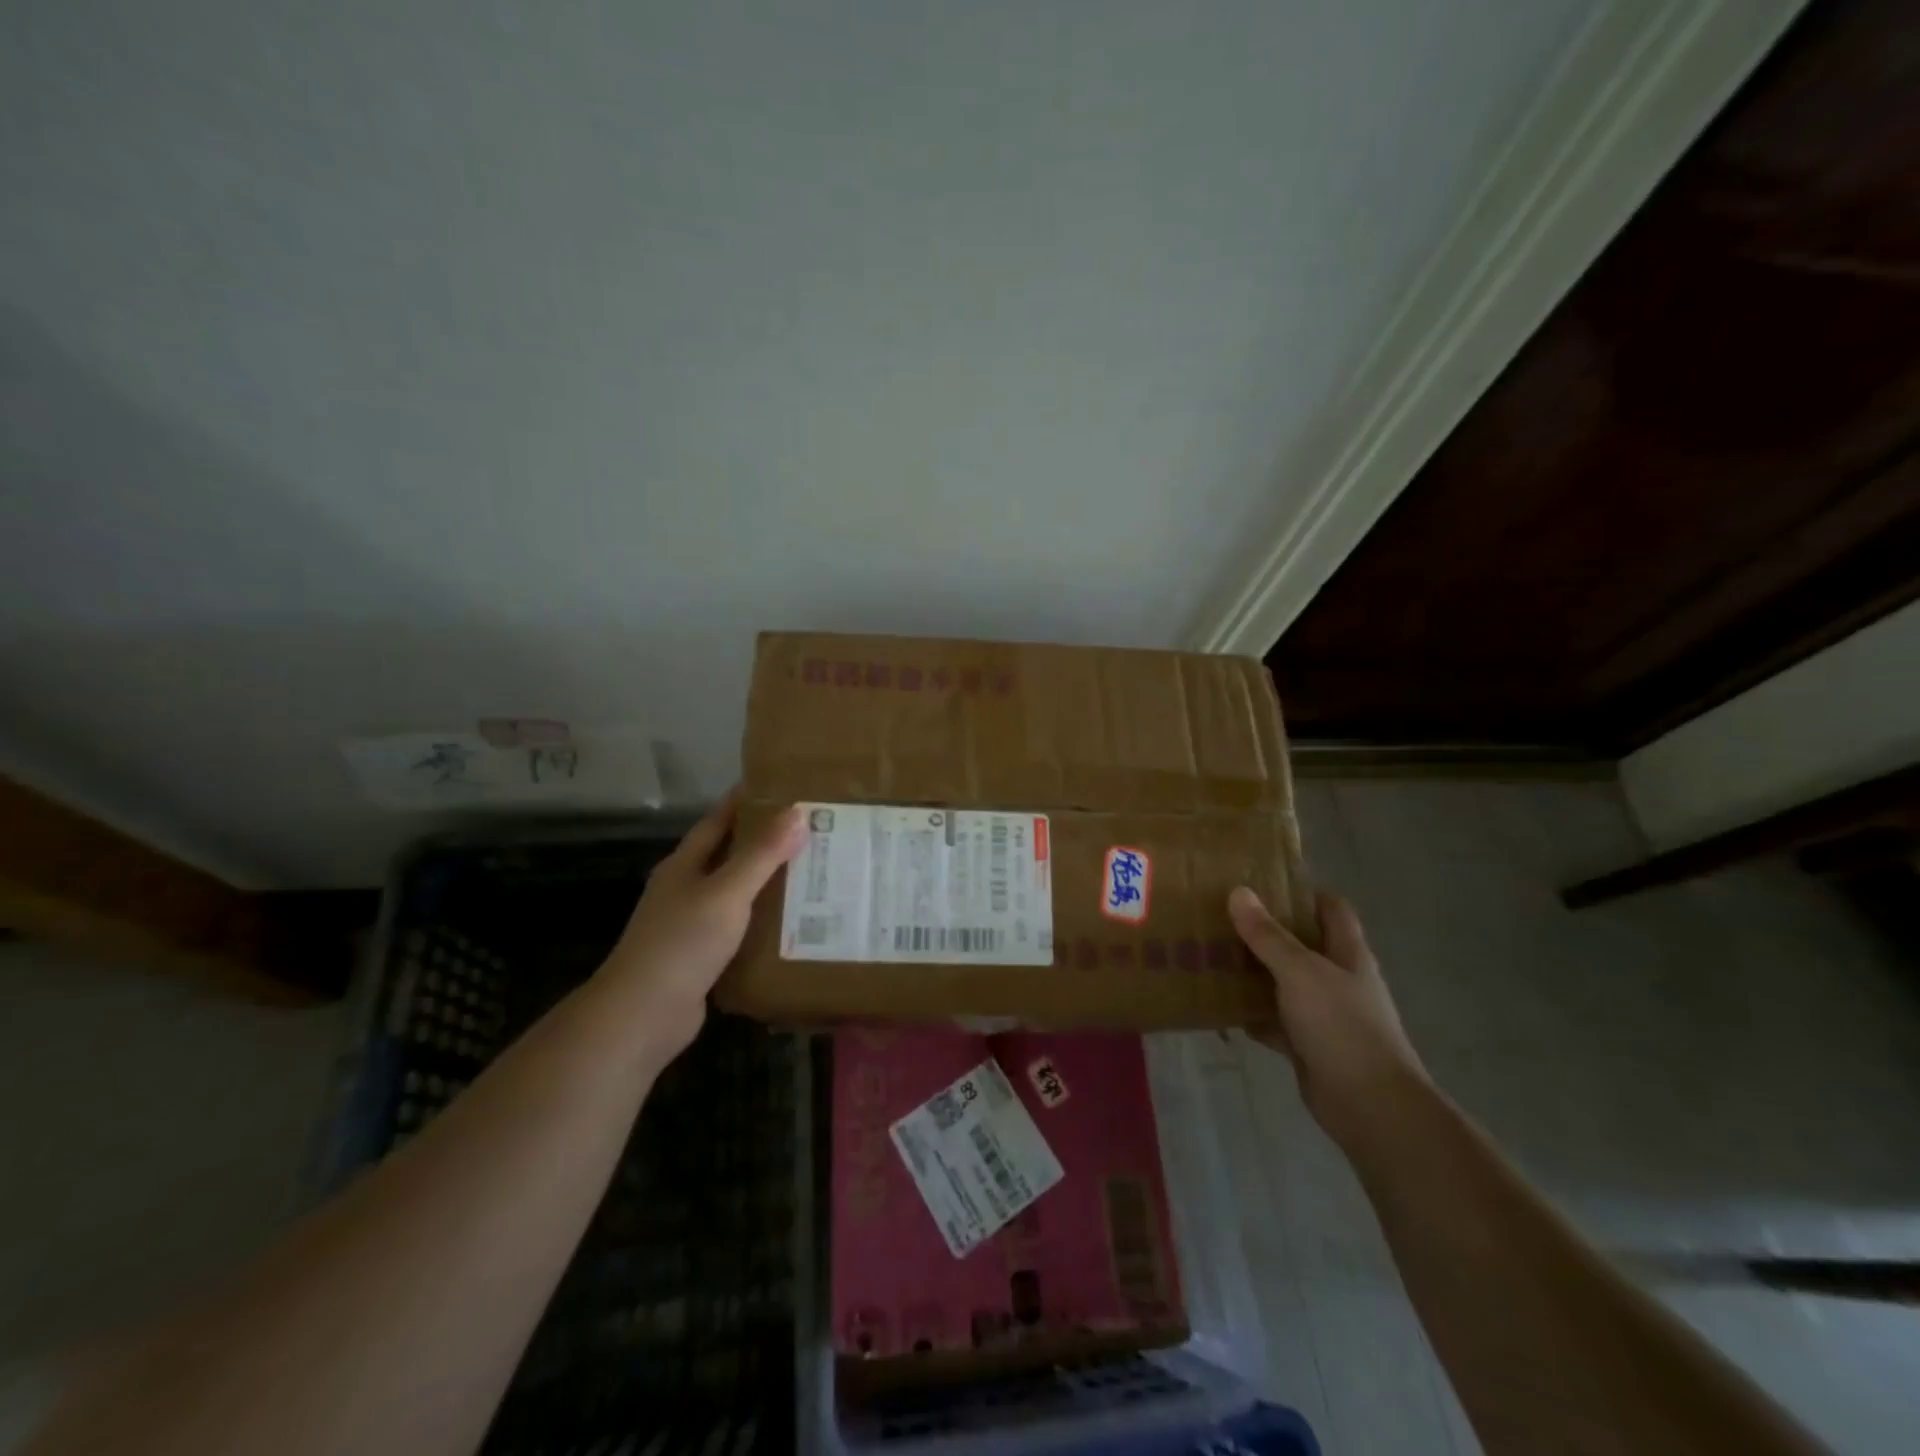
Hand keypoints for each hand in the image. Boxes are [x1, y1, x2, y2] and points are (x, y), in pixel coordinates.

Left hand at [594, 796, 806, 1054]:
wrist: (643, 1015)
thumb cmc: (682, 942)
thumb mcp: (727, 892)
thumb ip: (762, 854)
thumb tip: (797, 812)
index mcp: (685, 865)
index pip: (719, 820)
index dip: (747, 801)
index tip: (784, 787)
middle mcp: (686, 889)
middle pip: (731, 856)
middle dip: (768, 842)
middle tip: (814, 830)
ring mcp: (692, 924)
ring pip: (738, 894)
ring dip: (770, 884)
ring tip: (815, 872)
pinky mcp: (703, 957)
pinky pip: (741, 929)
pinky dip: (765, 922)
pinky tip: (796, 923)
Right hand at [1229, 886, 1427, 1145]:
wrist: (1370, 1106)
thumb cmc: (1341, 1026)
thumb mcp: (1300, 972)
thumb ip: (1268, 935)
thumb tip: (1239, 892)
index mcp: (1348, 954)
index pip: (1332, 910)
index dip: (1303, 893)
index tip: (1262, 884)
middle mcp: (1338, 980)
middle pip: (1302, 945)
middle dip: (1266, 932)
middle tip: (1222, 917)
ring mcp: (1324, 1015)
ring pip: (1283, 984)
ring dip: (1254, 973)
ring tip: (1212, 954)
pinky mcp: (1308, 1046)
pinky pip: (1274, 1021)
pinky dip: (1252, 1014)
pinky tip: (1220, 1006)